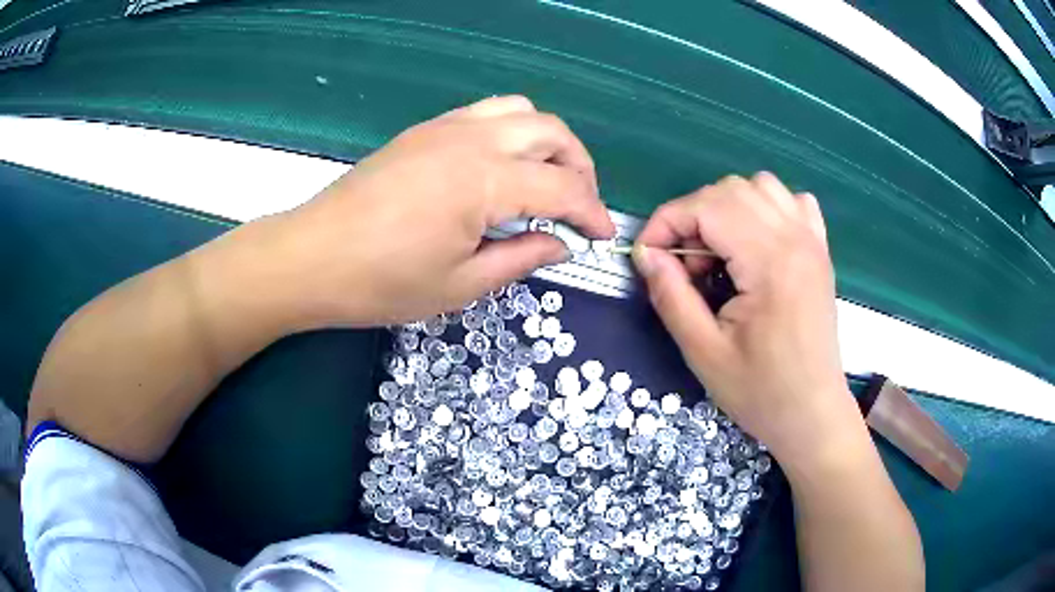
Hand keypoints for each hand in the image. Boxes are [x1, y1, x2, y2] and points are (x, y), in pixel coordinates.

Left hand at [260, 96, 614, 328]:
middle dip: (579, 167)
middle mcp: (472, 139)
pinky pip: (486, 113)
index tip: (601, 236)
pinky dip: (512, 132)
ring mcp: (445, 127)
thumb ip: (520, 258)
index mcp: (485, 180)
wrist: (312, 257)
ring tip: (545, 180)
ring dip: (547, 141)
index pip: (563, 187)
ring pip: (520, 111)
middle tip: (577, 206)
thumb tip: (560, 244)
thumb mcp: (461, 284)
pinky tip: (502, 167)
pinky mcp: (425, 130)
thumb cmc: (383, 281)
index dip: (591, 212)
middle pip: (551, 132)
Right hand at [633, 173, 862, 472]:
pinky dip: (766, 207)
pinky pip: (792, 202)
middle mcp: (795, 238)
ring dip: (726, 207)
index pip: (706, 206)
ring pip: (760, 186)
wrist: (813, 415)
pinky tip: (756, 241)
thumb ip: (671, 295)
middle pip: (730, 190)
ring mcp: (812, 241)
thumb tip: (645, 253)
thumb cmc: (761, 392)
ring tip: (718, 252)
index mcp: (770, 262)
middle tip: (684, 267)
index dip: (666, 222)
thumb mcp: (703, 352)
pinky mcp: (820, 251)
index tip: (647, 256)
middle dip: (692, 217)